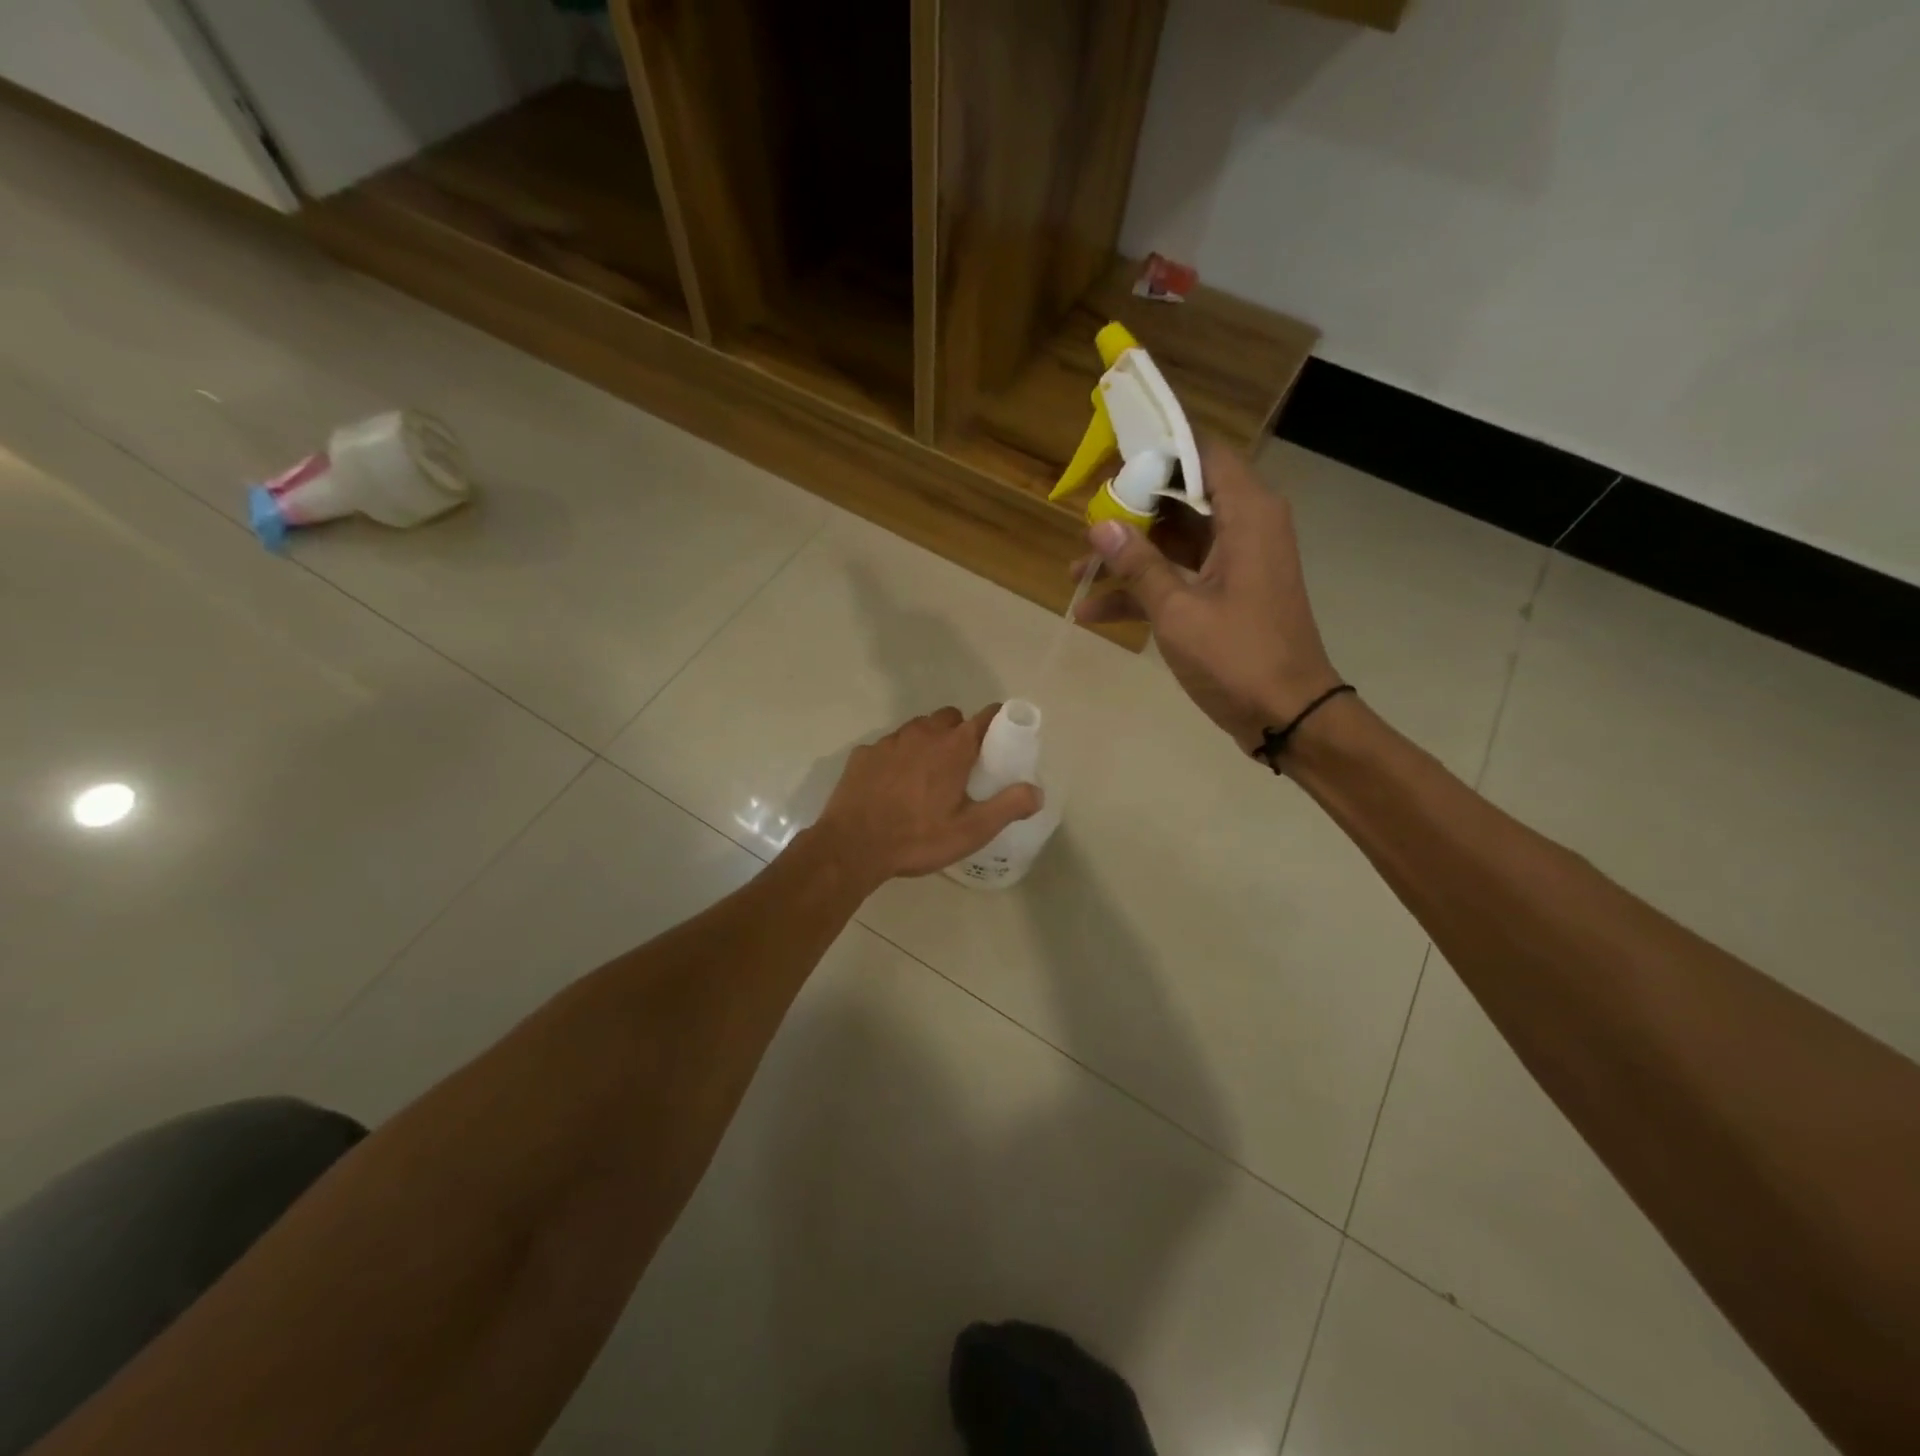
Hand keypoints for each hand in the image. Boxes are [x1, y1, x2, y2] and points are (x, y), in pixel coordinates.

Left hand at [812, 706, 1042, 885]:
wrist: (852, 846)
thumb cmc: (917, 838)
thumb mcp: (971, 830)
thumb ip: (1008, 806)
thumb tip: (1036, 791)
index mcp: (953, 747)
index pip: (985, 716)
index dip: (998, 722)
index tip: (1003, 738)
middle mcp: (922, 734)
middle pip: (949, 718)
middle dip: (961, 732)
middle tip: (964, 765)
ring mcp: (889, 741)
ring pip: (918, 729)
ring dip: (929, 742)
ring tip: (929, 775)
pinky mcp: (864, 754)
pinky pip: (889, 746)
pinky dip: (898, 757)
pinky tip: (894, 785)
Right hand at [1076, 441, 1341, 752]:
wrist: (1288, 715)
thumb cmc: (1238, 656)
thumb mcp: (1178, 610)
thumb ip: (1138, 565)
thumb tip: (1099, 527)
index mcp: (1246, 514)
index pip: (1201, 453)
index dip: (1155, 450)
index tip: (1110, 459)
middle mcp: (1244, 527)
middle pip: (1180, 497)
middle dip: (1129, 511)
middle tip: (1083, 523)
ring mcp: (1233, 563)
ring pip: (1173, 541)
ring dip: (1127, 557)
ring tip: (1075, 576)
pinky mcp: (1225, 594)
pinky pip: (1178, 576)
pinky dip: (1142, 590)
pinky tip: (1093, 613)